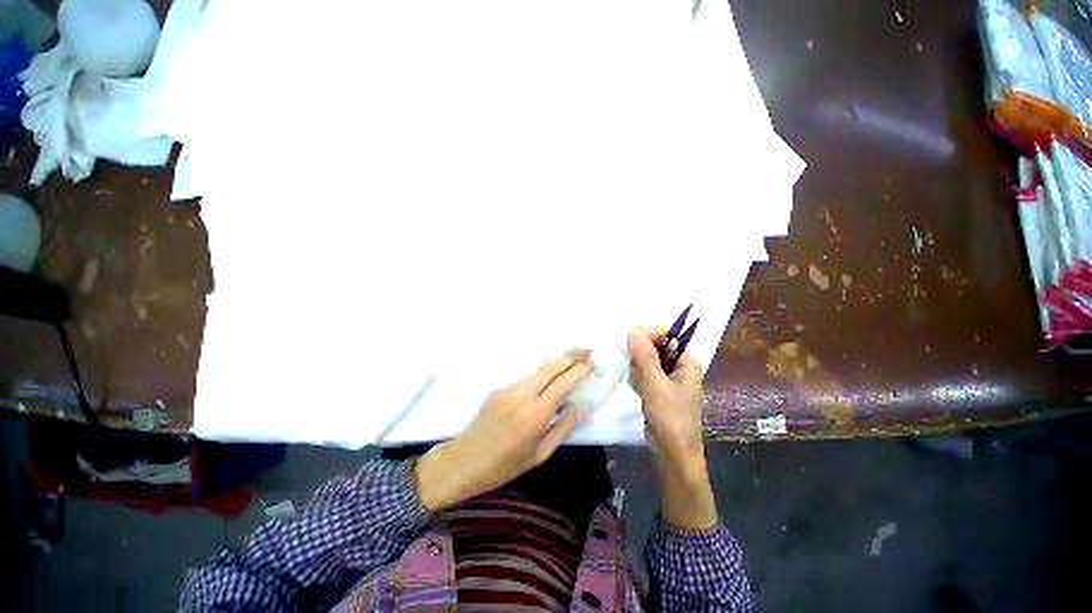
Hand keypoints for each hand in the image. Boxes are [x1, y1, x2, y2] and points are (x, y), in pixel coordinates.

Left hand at [414, 350, 592, 511]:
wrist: (464, 461)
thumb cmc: (505, 465)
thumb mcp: (540, 454)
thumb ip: (562, 428)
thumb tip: (581, 408)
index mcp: (536, 414)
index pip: (563, 383)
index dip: (579, 370)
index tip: (592, 363)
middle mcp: (522, 394)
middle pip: (550, 368)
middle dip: (570, 356)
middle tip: (586, 350)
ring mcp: (508, 388)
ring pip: (537, 371)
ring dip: (556, 364)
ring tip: (571, 361)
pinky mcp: (498, 388)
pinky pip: (525, 380)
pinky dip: (539, 377)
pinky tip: (545, 383)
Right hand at [627, 327, 705, 471]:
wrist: (673, 454)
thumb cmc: (670, 418)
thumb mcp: (655, 385)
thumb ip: (644, 356)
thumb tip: (634, 329)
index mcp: (686, 362)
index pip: (666, 335)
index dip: (647, 335)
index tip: (629, 343)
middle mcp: (679, 367)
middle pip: (654, 347)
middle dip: (641, 358)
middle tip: (637, 373)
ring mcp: (668, 379)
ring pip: (646, 361)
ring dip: (638, 371)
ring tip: (640, 387)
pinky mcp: (659, 389)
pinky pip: (644, 374)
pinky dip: (638, 380)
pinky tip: (639, 393)